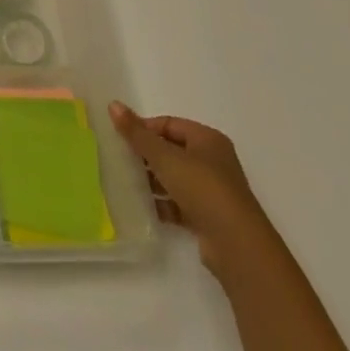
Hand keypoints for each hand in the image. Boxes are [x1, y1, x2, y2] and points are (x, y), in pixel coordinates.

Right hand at [109, 103, 275, 279]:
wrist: (236, 246)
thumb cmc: (202, 189)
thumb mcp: (165, 157)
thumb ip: (137, 134)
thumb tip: (113, 104)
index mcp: (207, 140)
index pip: (168, 124)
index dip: (144, 129)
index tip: (121, 140)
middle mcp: (212, 161)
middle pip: (170, 151)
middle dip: (145, 156)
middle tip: (119, 160)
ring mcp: (211, 191)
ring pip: (173, 178)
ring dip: (151, 181)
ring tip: (126, 183)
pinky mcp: (207, 216)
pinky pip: (178, 203)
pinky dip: (161, 204)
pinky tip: (142, 207)